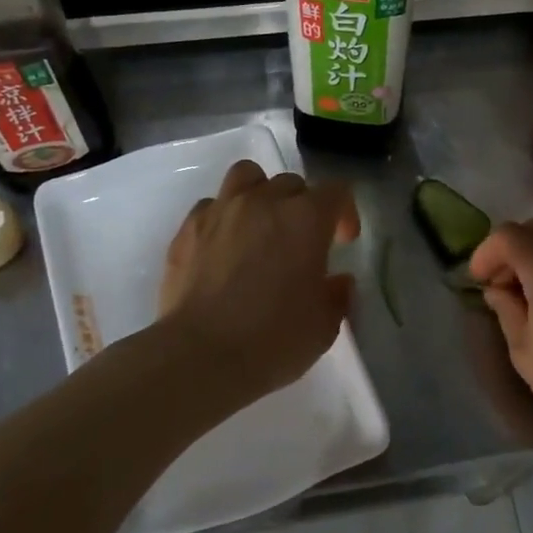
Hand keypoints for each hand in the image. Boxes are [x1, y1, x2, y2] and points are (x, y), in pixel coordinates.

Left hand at [157, 159, 359, 404]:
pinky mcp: (187, 229)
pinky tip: (224, 246)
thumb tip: (338, 281)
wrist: (200, 356)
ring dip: (260, 194)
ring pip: (246, 176)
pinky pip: (211, 205)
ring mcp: (221, 211)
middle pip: (292, 183)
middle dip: (303, 206)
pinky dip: (224, 217)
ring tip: (261, 226)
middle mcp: (263, 202)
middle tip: (302, 242)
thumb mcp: (323, 326)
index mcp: (305, 219)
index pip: (336, 192)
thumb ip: (337, 295)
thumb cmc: (273, 340)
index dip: (345, 213)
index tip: (343, 242)